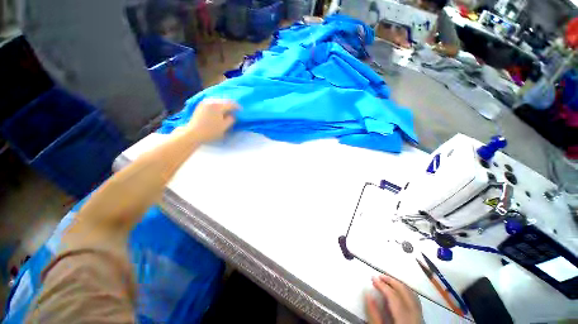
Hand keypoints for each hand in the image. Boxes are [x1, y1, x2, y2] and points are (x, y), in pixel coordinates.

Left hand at [186, 98, 238, 142]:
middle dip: (230, 105)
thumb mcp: (224, 126)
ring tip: (227, 111)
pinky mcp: (200, 105)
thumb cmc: (211, 131)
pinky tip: (219, 111)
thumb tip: (233, 115)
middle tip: (235, 111)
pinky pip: (212, 103)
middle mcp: (211, 101)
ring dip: (224, 105)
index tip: (242, 111)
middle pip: (224, 101)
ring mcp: (204, 102)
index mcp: (218, 105)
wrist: (193, 133)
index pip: (231, 104)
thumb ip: (231, 119)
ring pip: (218, 101)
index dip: (237, 107)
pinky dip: (217, 106)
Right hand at [366, 275, 421, 323]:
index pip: (394, 296)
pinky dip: (406, 291)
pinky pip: (415, 300)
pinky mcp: (421, 319)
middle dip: (391, 281)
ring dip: (399, 285)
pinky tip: (399, 291)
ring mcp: (420, 317)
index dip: (383, 285)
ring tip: (387, 281)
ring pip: (412, 294)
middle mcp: (415, 315)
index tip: (372, 278)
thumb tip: (368, 294)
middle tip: (379, 276)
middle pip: (405, 292)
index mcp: (404, 319)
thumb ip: (374, 315)